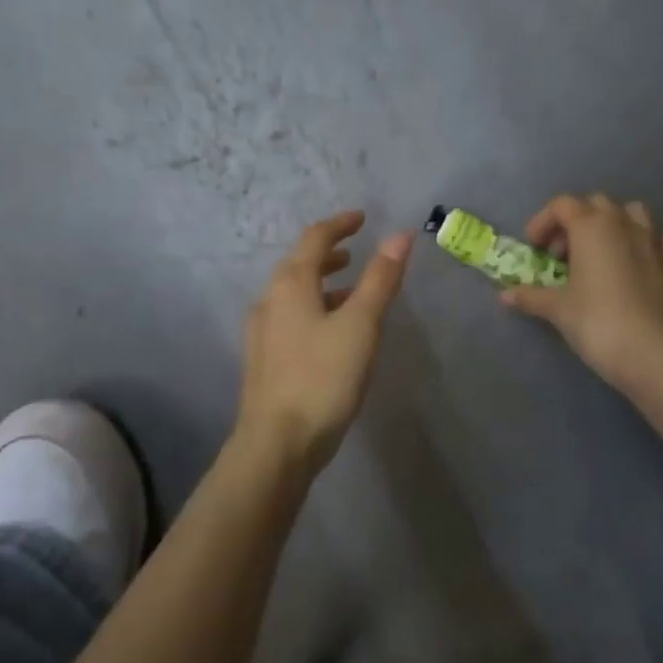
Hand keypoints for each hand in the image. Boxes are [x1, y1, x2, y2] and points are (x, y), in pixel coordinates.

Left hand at [235, 210, 412, 481]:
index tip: (362, 218)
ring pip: (294, 295)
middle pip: (298, 265)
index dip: (339, 225)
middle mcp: (269, 301)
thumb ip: (380, 279)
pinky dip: (315, 310)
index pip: (314, 239)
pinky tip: (333, 334)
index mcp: (290, 285)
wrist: (277, 444)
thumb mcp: (361, 325)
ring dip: (322, 284)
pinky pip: (291, 319)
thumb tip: (400, 235)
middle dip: (328, 254)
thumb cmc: (323, 377)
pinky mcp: (264, 360)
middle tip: (355, 252)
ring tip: (352, 292)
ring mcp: (262, 333)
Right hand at [501, 194, 662, 391]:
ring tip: (600, 254)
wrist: (656, 355)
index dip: (543, 222)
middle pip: (596, 204)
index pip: (562, 205)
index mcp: (592, 227)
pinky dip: (646, 244)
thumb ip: (531, 296)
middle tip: (562, 255)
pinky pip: (661, 239)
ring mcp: (655, 242)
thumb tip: (504, 295)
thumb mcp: (558, 310)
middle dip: (576, 222)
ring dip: (613, 225)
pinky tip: (638, 264)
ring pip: (633, 213)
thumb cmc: (598, 323)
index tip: (534, 249)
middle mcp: (624, 224)